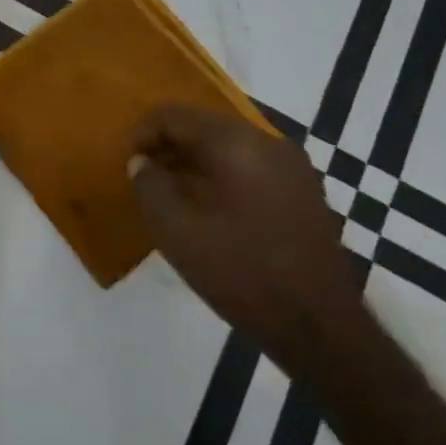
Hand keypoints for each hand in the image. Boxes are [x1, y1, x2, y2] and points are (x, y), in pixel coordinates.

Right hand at [129, 106, 363, 373]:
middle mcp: (269, 143)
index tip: (125, 161)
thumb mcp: (177, 232)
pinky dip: (222, 175)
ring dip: (194, 161)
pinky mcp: (305, 193)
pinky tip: (208, 208)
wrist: (320, 329)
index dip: (142, 132)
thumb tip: (140, 162)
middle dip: (168, 145)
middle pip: (204, 126)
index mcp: (237, 144)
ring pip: (229, 146)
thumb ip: (149, 187)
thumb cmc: (241, 273)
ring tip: (170, 192)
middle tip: (143, 175)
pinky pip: (251, 166)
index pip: (176, 115)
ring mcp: (294, 168)